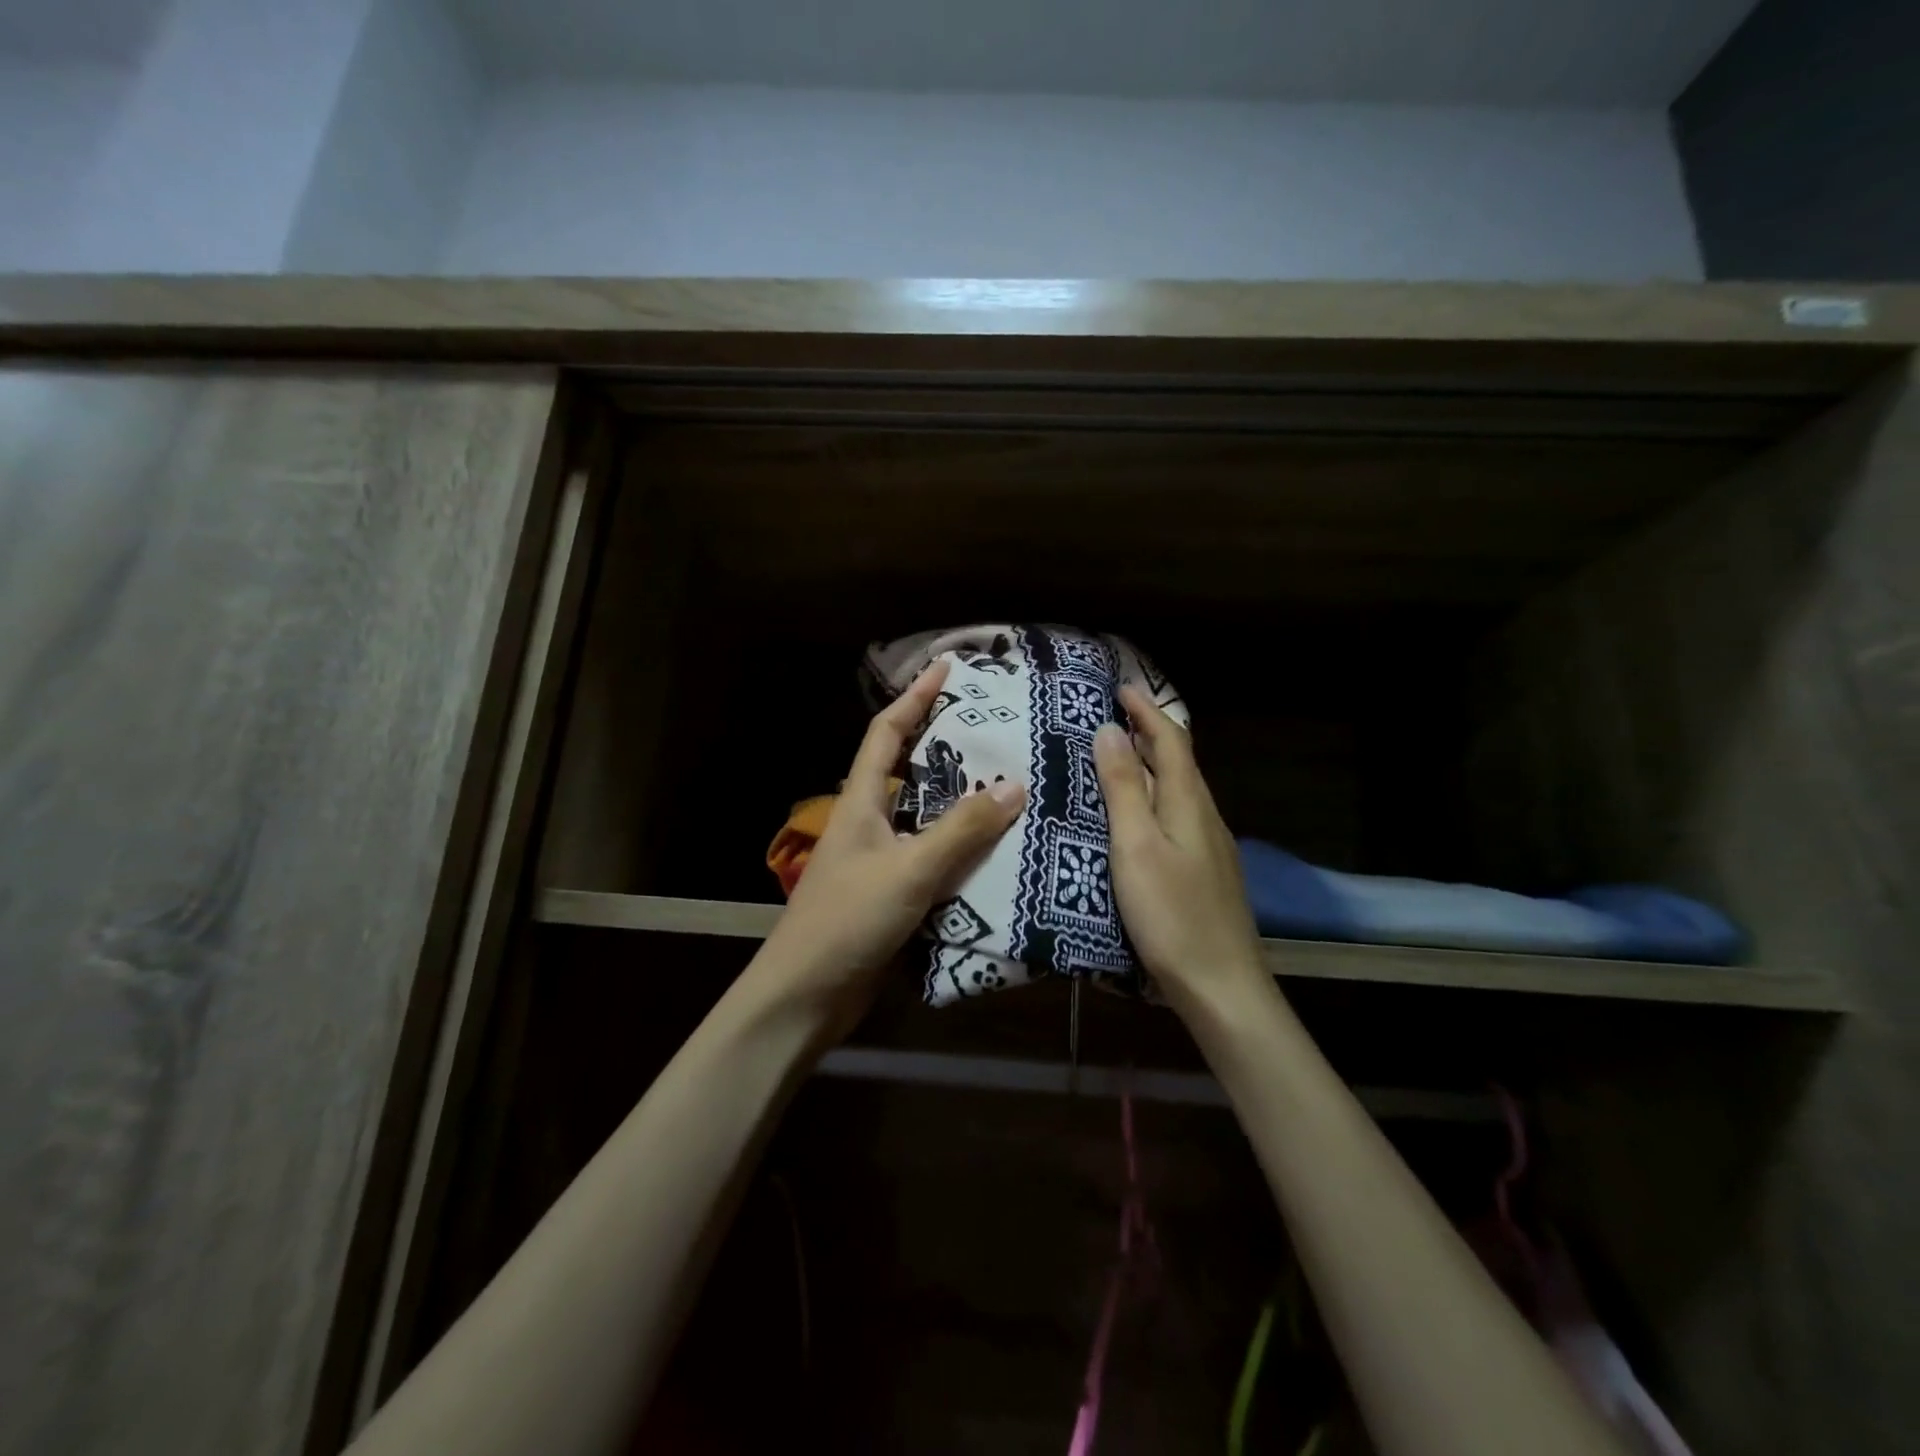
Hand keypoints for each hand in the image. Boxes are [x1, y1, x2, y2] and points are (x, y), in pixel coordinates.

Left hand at [756, 660, 1026, 1035]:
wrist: (805, 997)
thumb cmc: (848, 921)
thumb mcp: (910, 869)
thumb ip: (962, 829)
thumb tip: (1016, 785)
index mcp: (861, 801)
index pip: (887, 732)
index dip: (915, 696)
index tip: (949, 668)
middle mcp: (869, 822)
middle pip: (909, 770)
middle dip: (948, 745)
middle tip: (998, 731)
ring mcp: (879, 860)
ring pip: (926, 817)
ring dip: (961, 801)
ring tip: (1011, 784)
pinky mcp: (892, 895)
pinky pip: (934, 859)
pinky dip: (963, 850)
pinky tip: (998, 852)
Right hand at [1095, 684, 1266, 1011]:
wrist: (1222, 987)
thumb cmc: (1171, 914)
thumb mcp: (1136, 846)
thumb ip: (1124, 788)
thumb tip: (1110, 730)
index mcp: (1189, 802)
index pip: (1171, 740)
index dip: (1145, 711)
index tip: (1118, 688)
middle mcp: (1205, 816)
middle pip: (1178, 762)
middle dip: (1148, 733)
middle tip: (1109, 720)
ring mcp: (1209, 847)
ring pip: (1178, 791)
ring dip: (1150, 767)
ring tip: (1114, 761)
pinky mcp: (1204, 873)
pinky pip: (1176, 817)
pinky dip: (1153, 800)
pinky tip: (1134, 819)